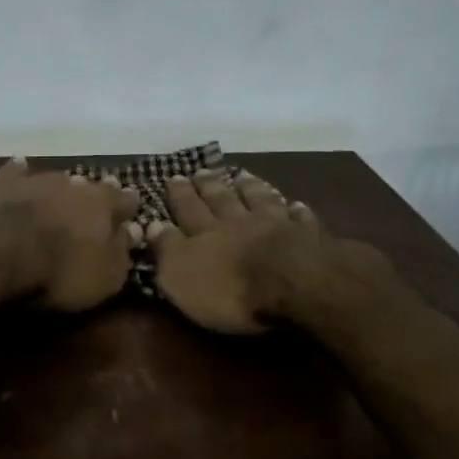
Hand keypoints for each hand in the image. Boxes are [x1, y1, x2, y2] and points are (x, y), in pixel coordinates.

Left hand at [0, 158, 139, 311]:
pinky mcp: (0, 185)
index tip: (132, 209)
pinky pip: (14, 174)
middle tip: (98, 198)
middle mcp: (72, 184)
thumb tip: (134, 231)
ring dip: (61, 187)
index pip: (125, 200)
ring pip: (56, 179)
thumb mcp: (104, 276)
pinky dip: (18, 173)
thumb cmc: (59, 270)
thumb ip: (122, 252)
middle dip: (95, 193)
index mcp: (103, 204)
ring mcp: (35, 181)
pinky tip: (19, 166)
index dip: (129, 206)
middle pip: (89, 186)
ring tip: (64, 190)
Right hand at [149, 169, 321, 333]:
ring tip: (242, 175)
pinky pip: (299, 218)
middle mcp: (237, 221)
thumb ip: (167, 249)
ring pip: (259, 199)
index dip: (180, 194)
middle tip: (201, 170)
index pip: (188, 209)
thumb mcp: (181, 276)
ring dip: (249, 187)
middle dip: (208, 185)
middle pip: (221, 199)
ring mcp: (274, 224)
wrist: (292, 283)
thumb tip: (151, 224)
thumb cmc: (230, 289)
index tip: (173, 176)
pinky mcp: (306, 236)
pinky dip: (294, 210)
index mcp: (205, 232)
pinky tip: (294, 204)